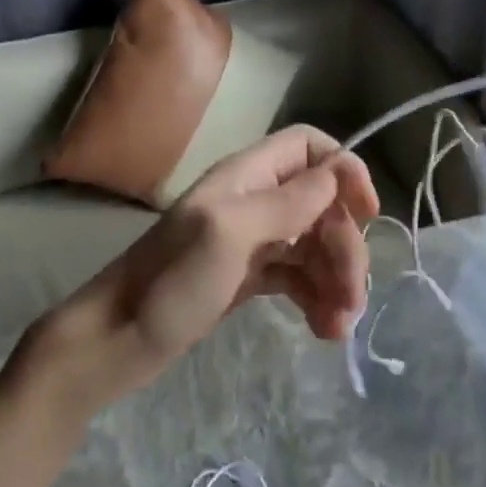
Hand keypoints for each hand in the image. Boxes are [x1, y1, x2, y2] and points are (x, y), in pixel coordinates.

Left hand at [24, 126, 379, 413]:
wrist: (118, 338)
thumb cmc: (171, 281)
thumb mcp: (228, 233)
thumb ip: (286, 201)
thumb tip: (340, 171)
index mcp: (246, 177)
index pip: (308, 147)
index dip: (344, 171)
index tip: (368, 214)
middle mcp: (252, 200)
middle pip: (321, 205)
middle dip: (344, 246)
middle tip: (353, 297)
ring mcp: (250, 240)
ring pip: (313, 244)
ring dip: (335, 279)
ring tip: (338, 328)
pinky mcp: (247, 277)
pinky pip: (296, 277)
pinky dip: (315, 298)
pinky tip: (322, 330)